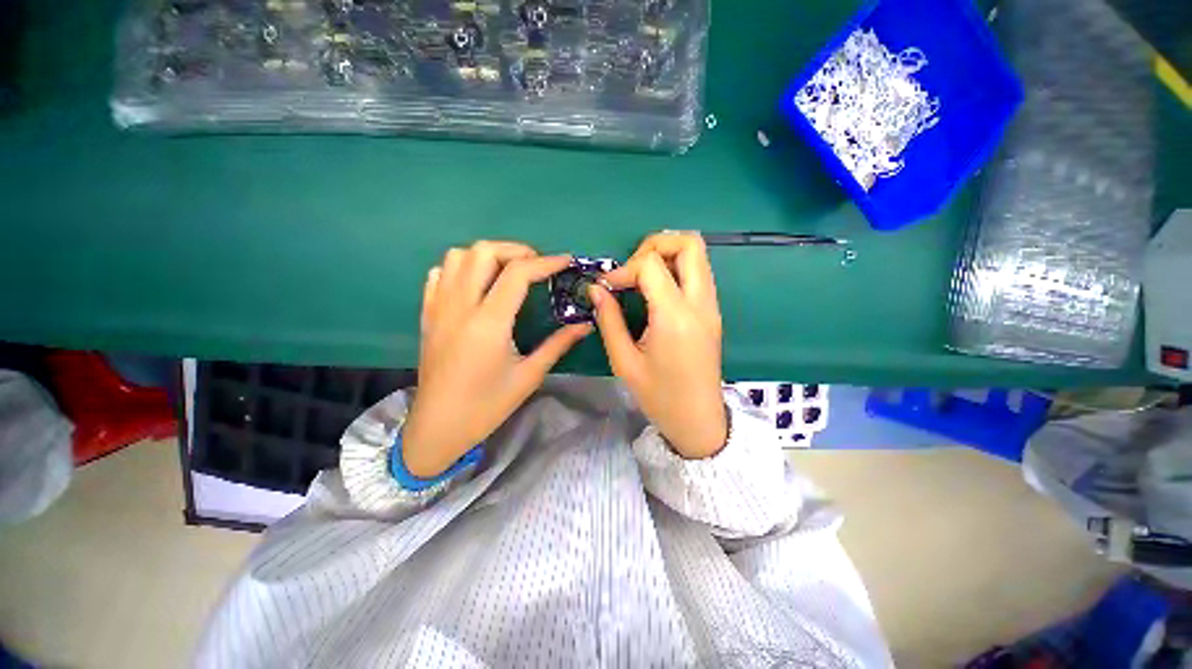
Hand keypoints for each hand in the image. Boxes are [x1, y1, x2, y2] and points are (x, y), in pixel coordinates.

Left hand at [403, 241, 591, 477]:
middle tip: (537, 266)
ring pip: (457, 256)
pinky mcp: (427, 314)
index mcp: (489, 324)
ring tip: (508, 271)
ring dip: (487, 255)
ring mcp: (439, 308)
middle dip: (516, 250)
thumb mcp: (529, 376)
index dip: (545, 262)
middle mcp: (460, 307)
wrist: (438, 427)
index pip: (518, 274)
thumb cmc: (487, 406)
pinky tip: (477, 284)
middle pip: (484, 252)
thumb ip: (558, 344)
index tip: (565, 261)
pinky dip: (461, 268)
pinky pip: (439, 274)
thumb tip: (585, 325)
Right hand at [590, 231, 727, 458]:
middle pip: (689, 243)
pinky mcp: (713, 312)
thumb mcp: (625, 361)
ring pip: (698, 255)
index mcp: (675, 316)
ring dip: (668, 254)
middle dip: (655, 244)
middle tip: (632, 267)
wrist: (698, 421)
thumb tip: (597, 289)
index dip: (625, 268)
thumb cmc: (660, 397)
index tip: (609, 287)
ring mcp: (711, 306)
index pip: (652, 264)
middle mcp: (700, 303)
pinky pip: (699, 273)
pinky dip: (677, 269)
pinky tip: (656, 291)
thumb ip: (609, 320)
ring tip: (641, 276)